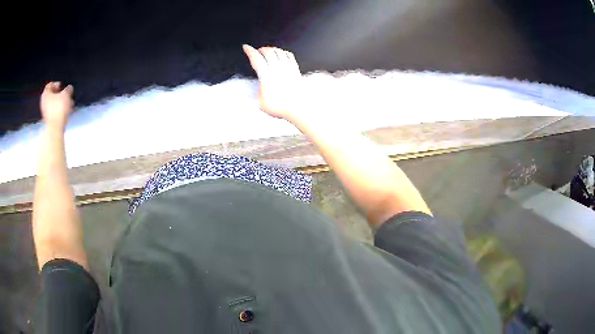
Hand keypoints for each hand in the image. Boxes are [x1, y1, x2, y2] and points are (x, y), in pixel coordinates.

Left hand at [40, 82, 73, 129]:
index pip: (50, 85)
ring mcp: (46, 112)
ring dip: (61, 103)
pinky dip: (60, 110)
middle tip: (66, 94)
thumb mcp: (66, 94)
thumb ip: (68, 89)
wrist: (56, 128)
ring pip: (54, 104)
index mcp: (46, 94)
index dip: (56, 84)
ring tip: (68, 103)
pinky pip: (55, 112)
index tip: (62, 85)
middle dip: (60, 94)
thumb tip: (69, 88)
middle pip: (52, 95)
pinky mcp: (49, 120)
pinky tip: (66, 111)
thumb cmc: (59, 108)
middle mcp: (44, 102)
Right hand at [243, 45, 303, 121]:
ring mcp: (287, 68)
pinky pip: (290, 56)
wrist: (297, 109)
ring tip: (268, 51)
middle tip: (257, 51)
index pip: (256, 58)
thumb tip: (247, 91)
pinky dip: (284, 52)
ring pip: (279, 51)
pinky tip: (282, 54)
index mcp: (266, 75)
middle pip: (268, 52)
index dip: (249, 51)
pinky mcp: (295, 70)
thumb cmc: (280, 107)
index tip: (246, 47)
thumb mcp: (260, 103)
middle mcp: (277, 69)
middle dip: (261, 49)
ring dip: (272, 49)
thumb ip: (254, 93)